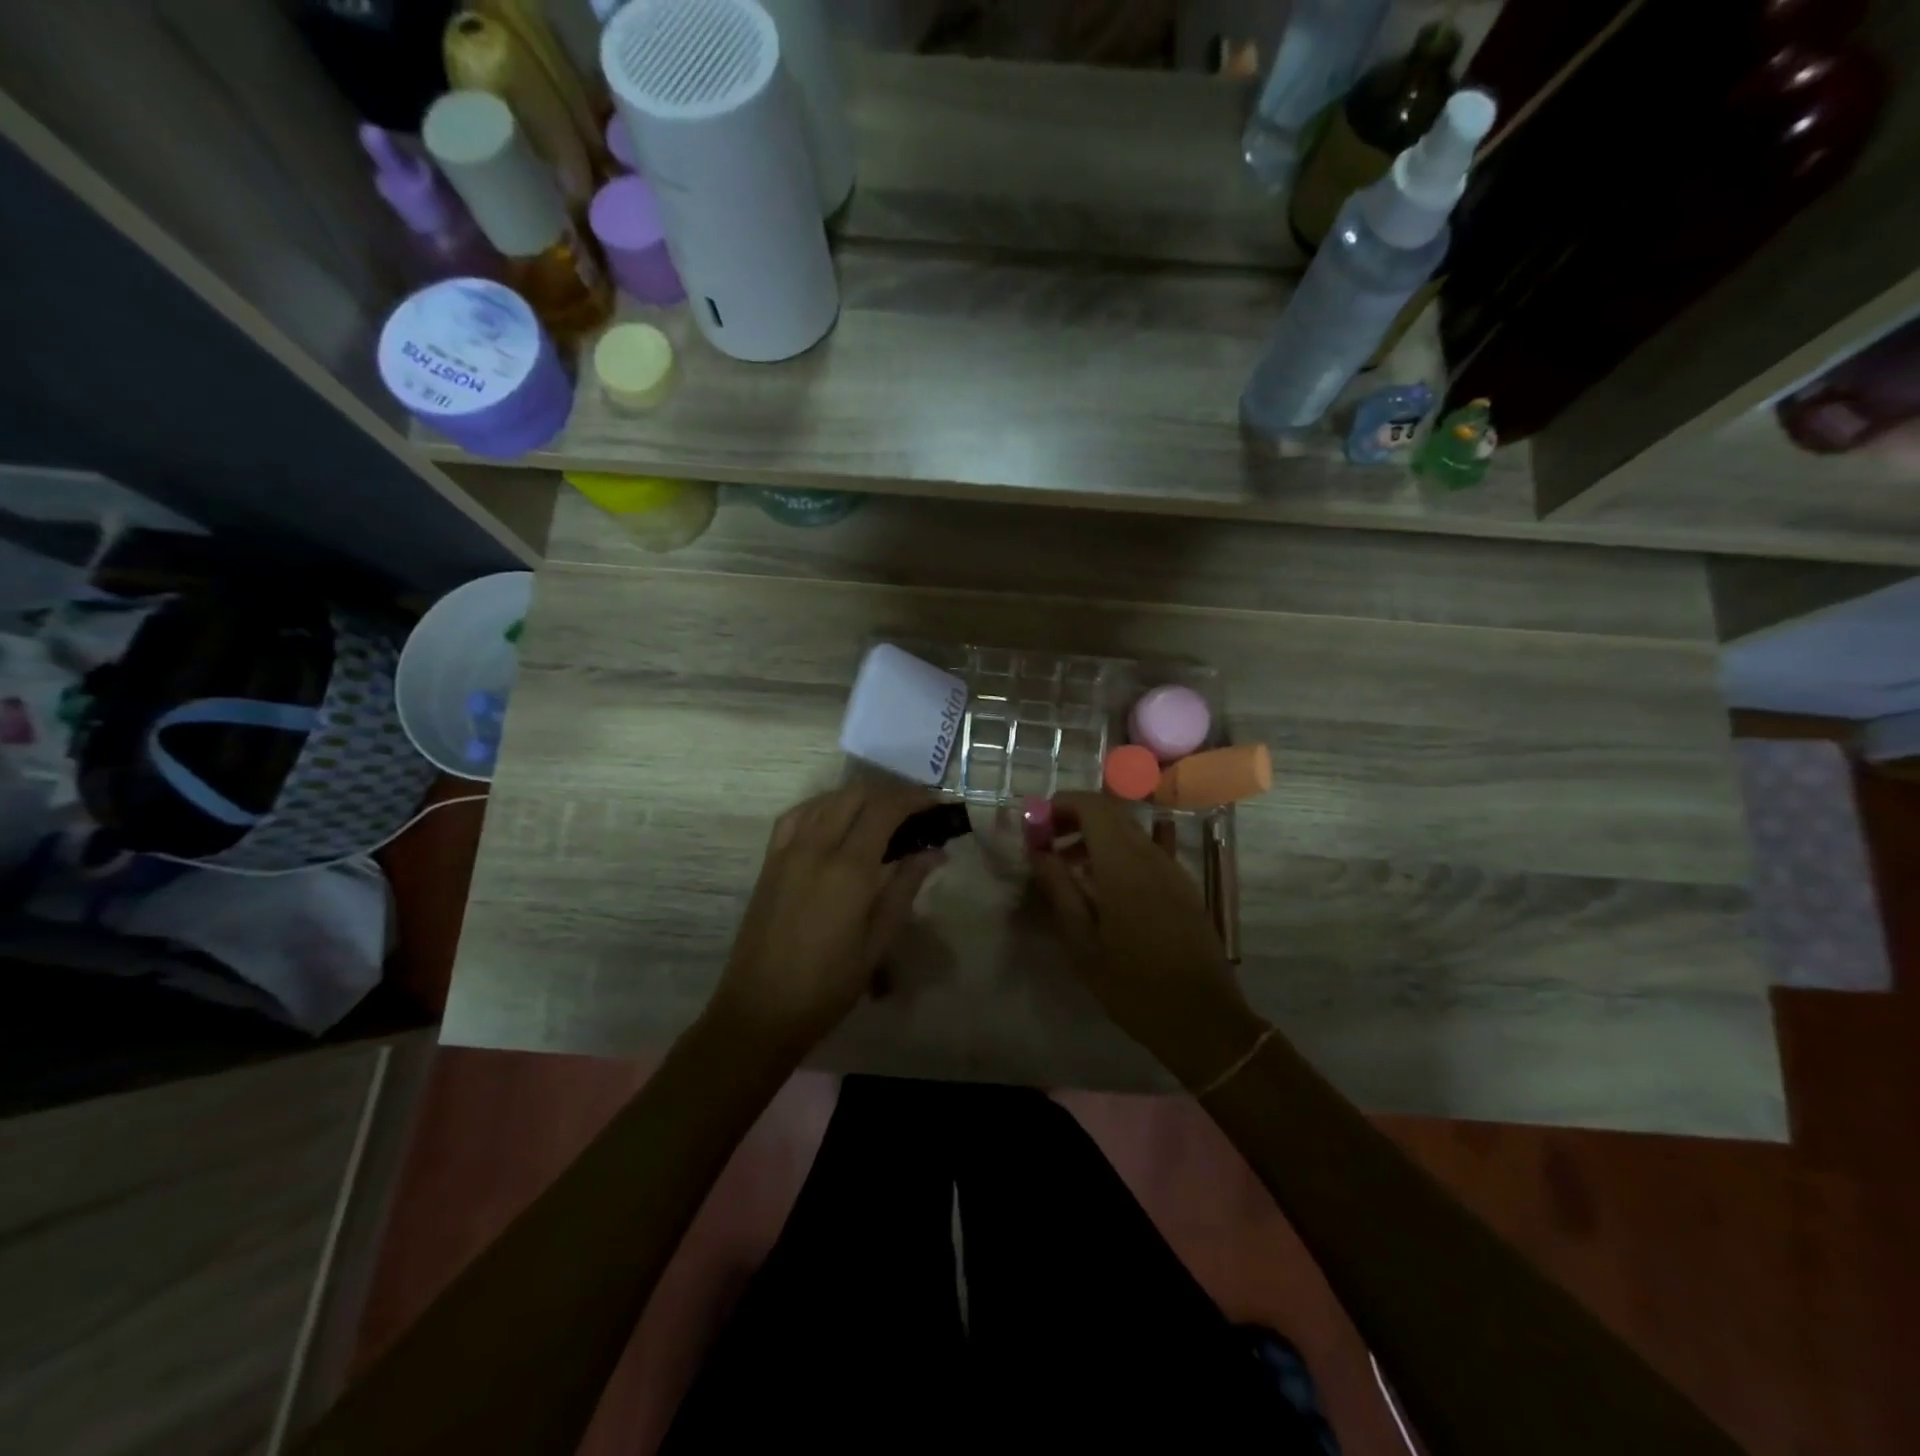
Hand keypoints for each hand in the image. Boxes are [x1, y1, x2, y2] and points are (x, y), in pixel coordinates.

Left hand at [710, 781, 944, 1056]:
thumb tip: (935, 853)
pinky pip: (797, 816)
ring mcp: (787, 851)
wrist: (760, 1010)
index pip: (884, 810)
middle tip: (915, 810)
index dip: (913, 799)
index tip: (936, 802)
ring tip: (882, 814)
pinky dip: (823, 806)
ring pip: (826, 800)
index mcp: (848, 869)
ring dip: (858, 797)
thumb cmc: (828, 985)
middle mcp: (816, 848)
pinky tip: (835, 819)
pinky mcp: (769, 861)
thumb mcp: (877, 942)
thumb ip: (905, 888)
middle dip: (889, 793)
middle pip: (855, 795)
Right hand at [1029, 793, 1266, 1089]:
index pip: (1092, 806)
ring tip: (1069, 867)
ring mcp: (1172, 868)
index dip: (1060, 804)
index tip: (1036, 824)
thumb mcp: (1082, 944)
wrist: (1203, 1020)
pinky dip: (1118, 852)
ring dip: (1095, 835)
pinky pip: (1147, 850)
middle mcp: (1150, 855)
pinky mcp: (1183, 885)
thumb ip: (1059, 889)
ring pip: (1129, 830)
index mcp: (1123, 865)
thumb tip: (1038, 851)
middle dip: (1074, 817)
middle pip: (1111, 812)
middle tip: (1046, 843)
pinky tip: (1104, 883)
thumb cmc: (1133, 986)